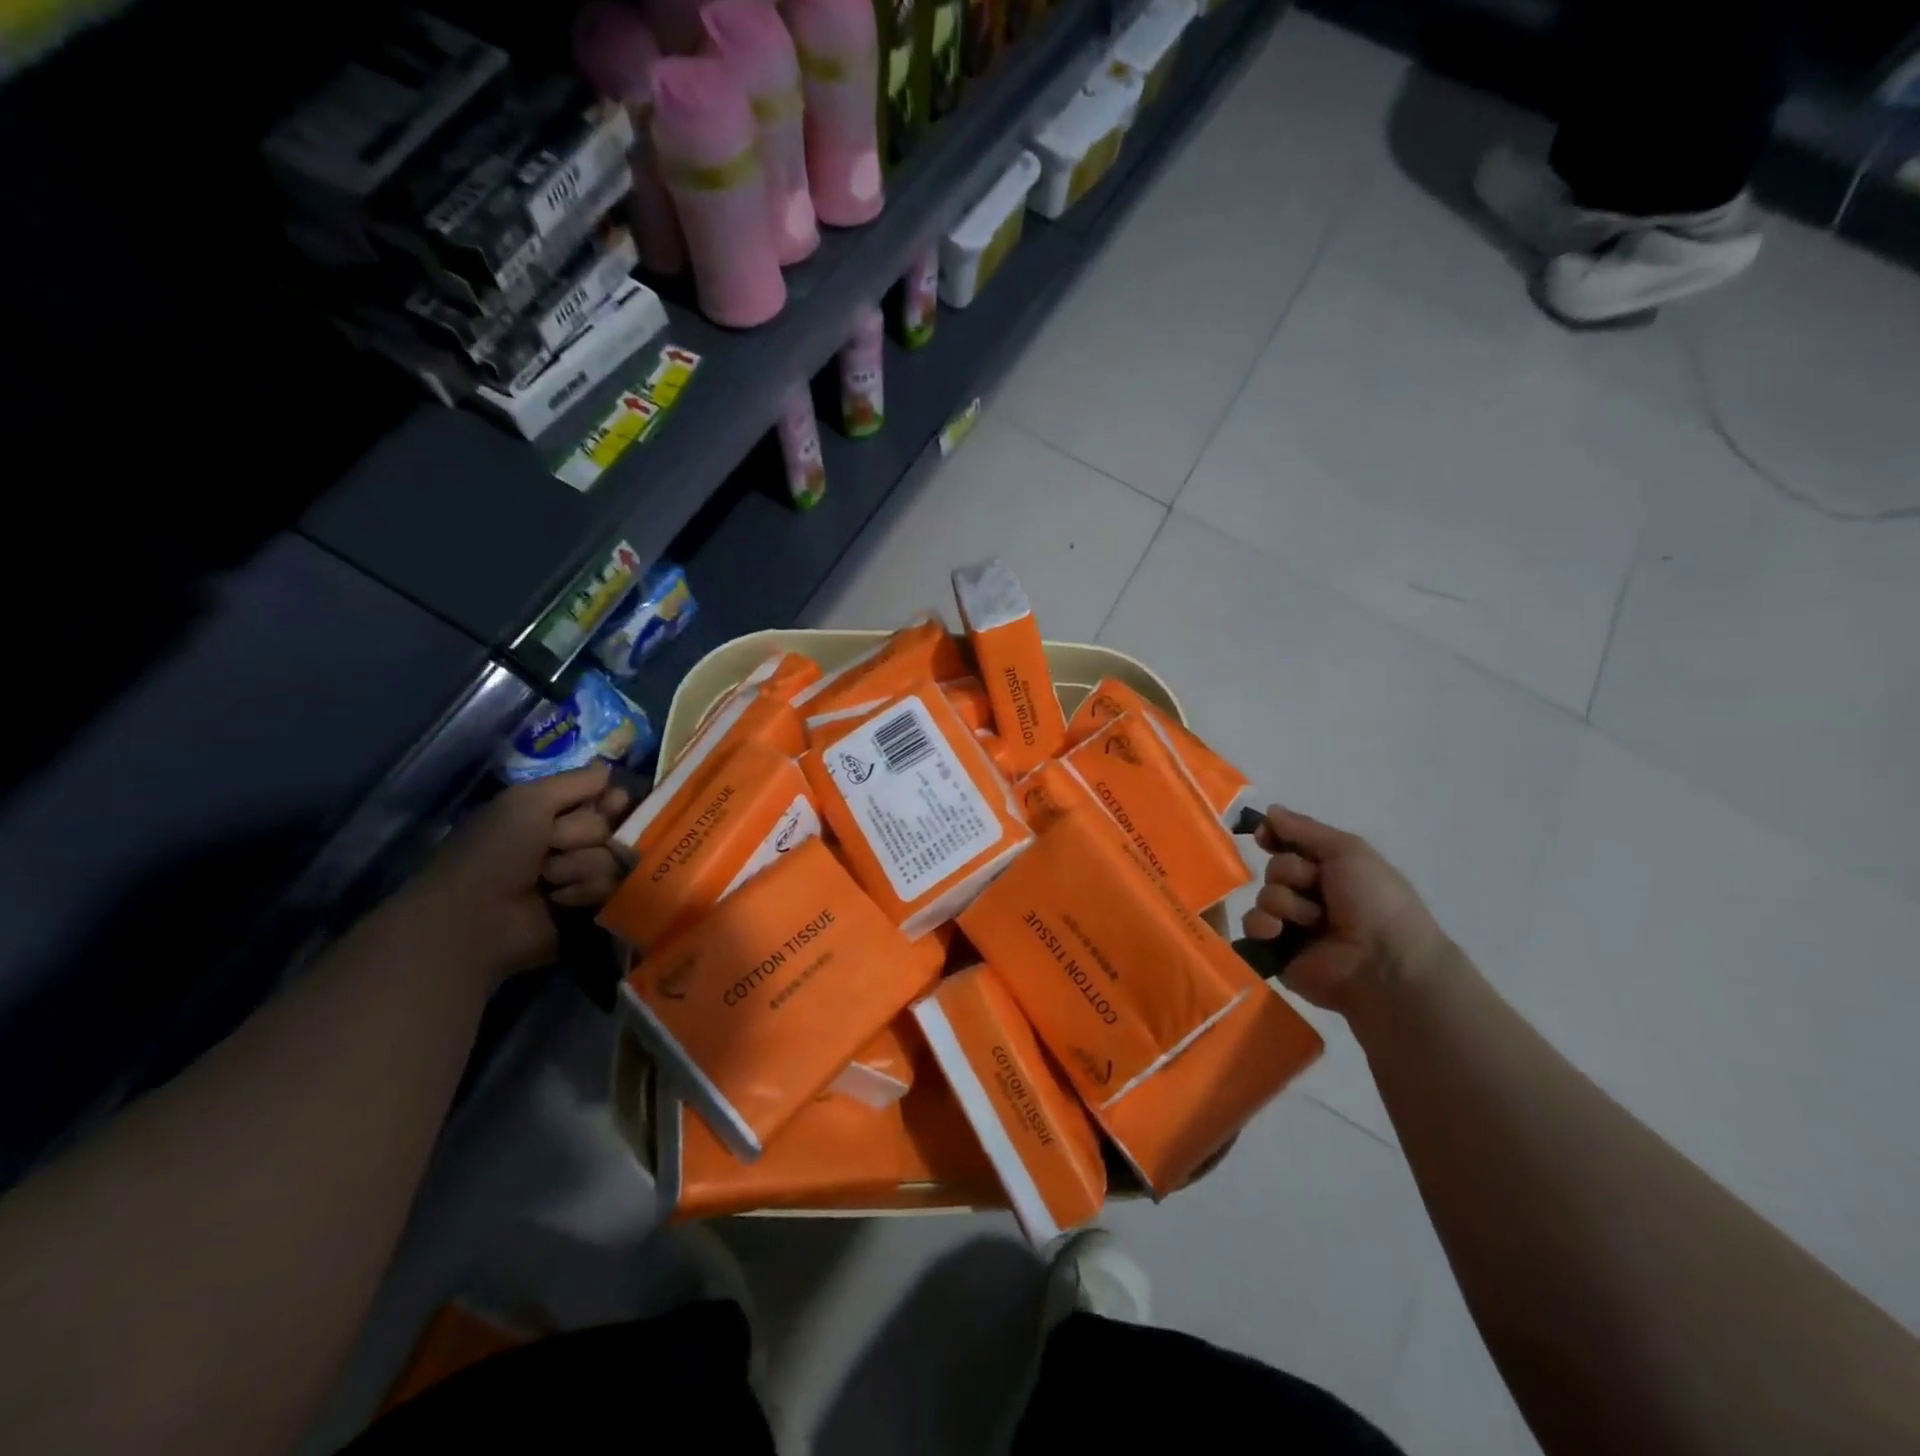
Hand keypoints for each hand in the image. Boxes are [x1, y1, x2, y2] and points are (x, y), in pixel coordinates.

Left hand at [402, 764, 631, 981]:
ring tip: (548, 880)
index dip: (612, 801)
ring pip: (616, 858)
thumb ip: (574, 781)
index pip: (608, 797)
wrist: (473, 918)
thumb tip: (608, 768)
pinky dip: (585, 890)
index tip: (608, 805)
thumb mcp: (527, 801)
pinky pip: (612, 888)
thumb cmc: (493, 852)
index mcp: (554, 812)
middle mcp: (572, 841)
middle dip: (584, 835)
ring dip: (582, 866)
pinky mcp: (589, 906)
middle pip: (614, 826)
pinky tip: (558, 899)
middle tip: (551, 846)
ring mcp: (582, 875)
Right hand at [1240, 804, 1449, 1017]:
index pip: (1292, 846)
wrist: (1384, 964)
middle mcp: (1313, 896)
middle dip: (1291, 874)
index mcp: (1334, 872)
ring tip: (1311, 922)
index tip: (1264, 836)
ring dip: (1284, 903)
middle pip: (1276, 869)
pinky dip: (1263, 926)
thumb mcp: (1348, 851)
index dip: (1276, 838)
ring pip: (1264, 896)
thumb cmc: (1374, 901)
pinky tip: (1280, 933)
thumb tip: (1269, 810)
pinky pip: (1252, 928)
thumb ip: (1305, 829)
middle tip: (1316, 889)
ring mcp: (1294, 925)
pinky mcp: (1277, 952)